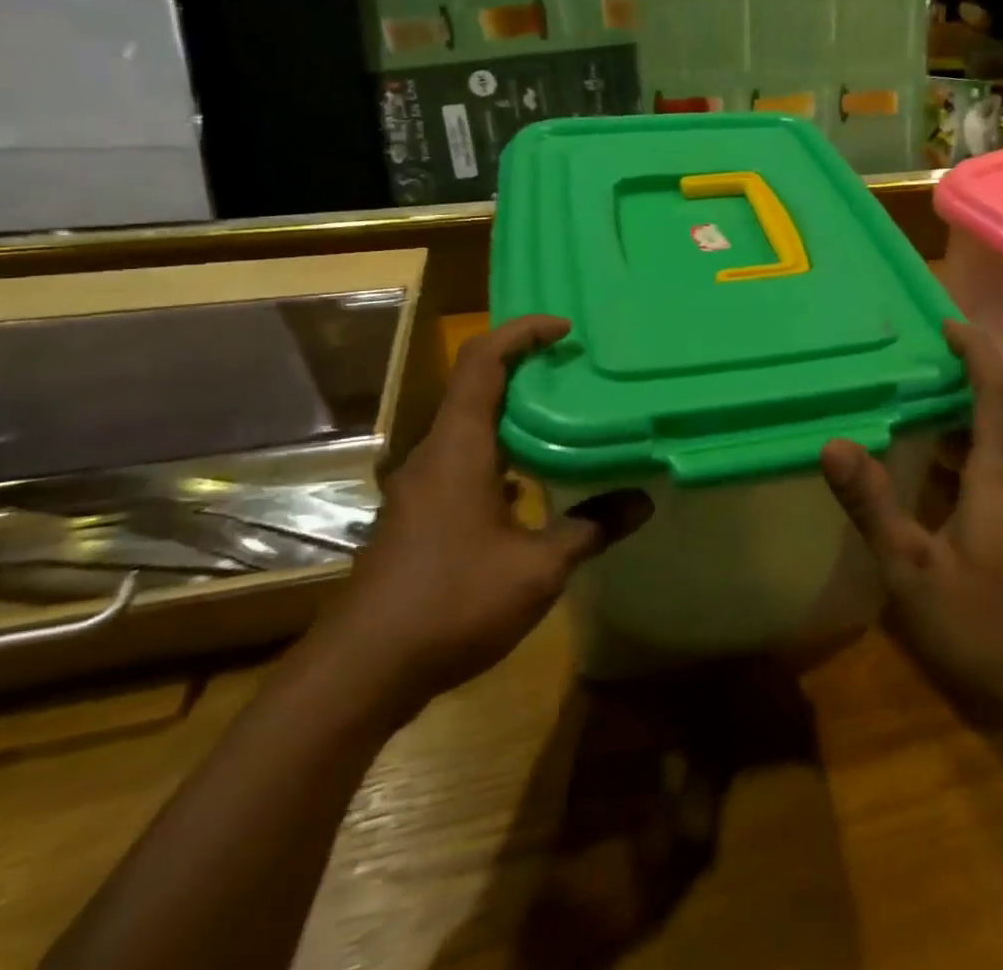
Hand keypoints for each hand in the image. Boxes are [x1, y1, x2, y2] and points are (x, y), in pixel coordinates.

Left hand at [316, 315, 650, 708]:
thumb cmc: (450, 603)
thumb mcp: (537, 568)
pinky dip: (500, 453)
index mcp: (459, 447)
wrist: (359, 673)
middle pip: (475, 386)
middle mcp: (436, 455)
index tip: (564, 329)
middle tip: (576, 368)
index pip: (482, 362)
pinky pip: (464, 462)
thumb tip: (643, 501)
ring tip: (564, 417)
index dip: (521, 332)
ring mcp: (422, 487)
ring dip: (512, 413)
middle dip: (524, 367)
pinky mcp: (419, 517)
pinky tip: (532, 484)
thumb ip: (590, 528)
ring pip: (469, 427)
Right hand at [820, 321, 1002, 721]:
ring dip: (954, 407)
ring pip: (988, 436)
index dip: (975, 349)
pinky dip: (953, 444)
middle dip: (959, 370)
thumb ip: (874, 505)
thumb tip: (833, 443)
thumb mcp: (913, 569)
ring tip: (903, 389)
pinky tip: (918, 457)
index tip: (942, 320)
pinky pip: (983, 464)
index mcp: (998, 474)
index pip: (995, 391)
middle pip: (994, 405)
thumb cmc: (984, 626)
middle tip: (907, 350)